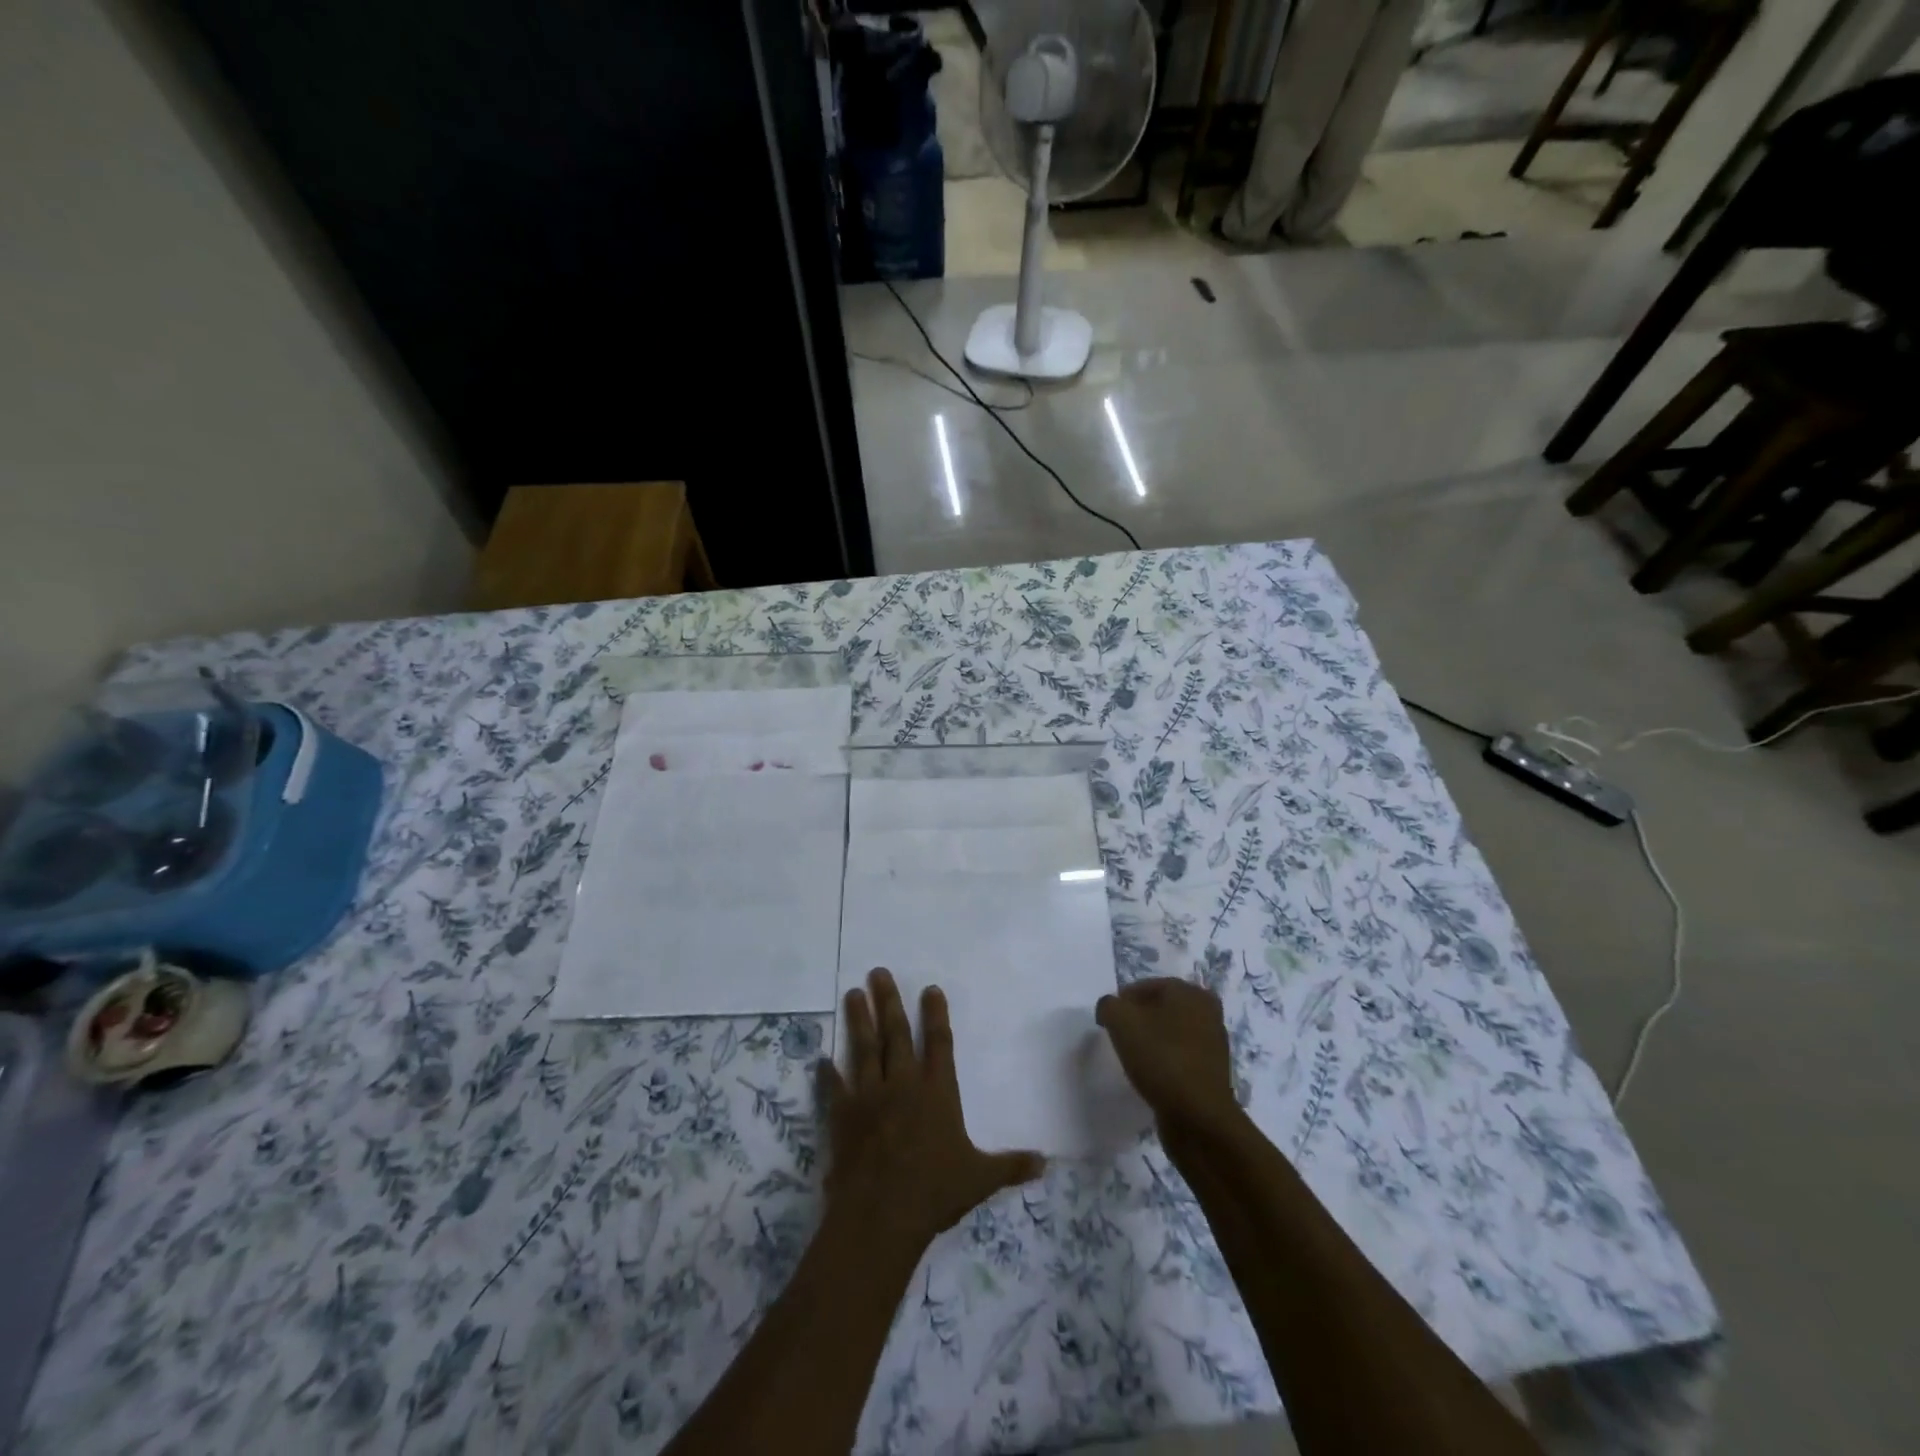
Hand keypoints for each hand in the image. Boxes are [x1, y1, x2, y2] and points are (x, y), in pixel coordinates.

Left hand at [820, 969, 1044, 1255]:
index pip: (939, 1042)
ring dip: (859, 1020)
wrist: (882, 1215)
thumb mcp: (980, 1178)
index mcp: (938, 1091)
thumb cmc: (935, 1192)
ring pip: (864, 1048)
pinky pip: (835, 1087)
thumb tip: (1045, 1162)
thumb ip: (1010, 1166)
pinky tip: (820, 1059)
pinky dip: (827, 1074)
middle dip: (889, 1001)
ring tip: (853, 993)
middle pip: (896, 1033)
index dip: (935, 1014)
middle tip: (878, 972)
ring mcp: (870, 1096)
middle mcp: (904, 1083)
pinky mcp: (844, 1115)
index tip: (929, 988)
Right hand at [1096, 978, 1239, 1133]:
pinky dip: (1164, 1062)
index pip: (1146, 987)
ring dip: (1151, 1042)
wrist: (1198, 1118)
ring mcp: (1213, 1044)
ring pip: (1170, 1033)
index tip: (1107, 1023)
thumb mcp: (1121, 1021)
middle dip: (1138, 1021)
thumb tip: (1110, 1009)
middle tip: (1119, 1038)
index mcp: (1191, 992)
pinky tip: (1152, 1077)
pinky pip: (1180, 1057)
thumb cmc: (1161, 1058)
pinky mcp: (1212, 1073)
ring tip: (1133, 1059)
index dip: (1122, 1002)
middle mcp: (1208, 1012)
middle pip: (1160, 1009)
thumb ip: (1108, 1005)